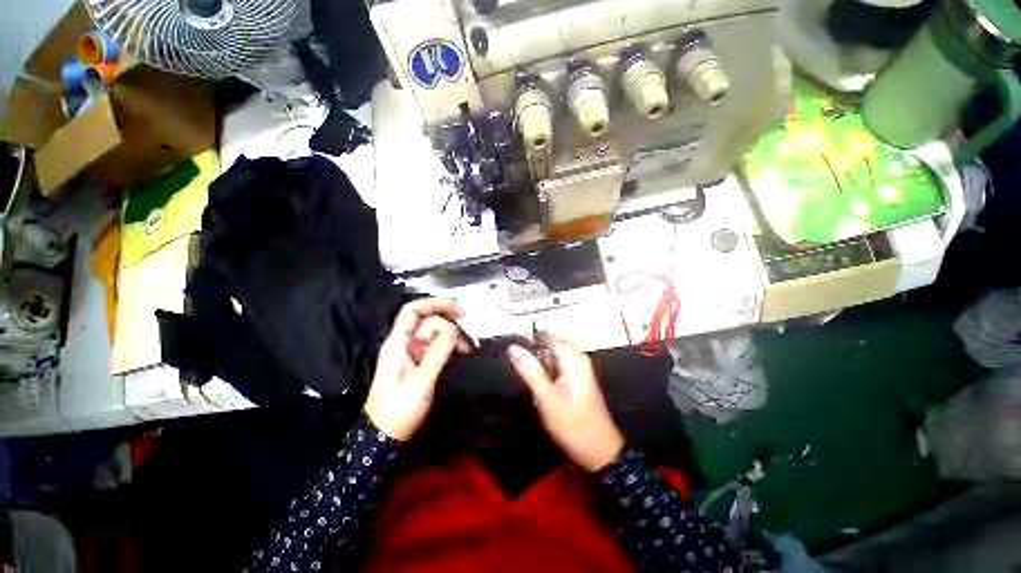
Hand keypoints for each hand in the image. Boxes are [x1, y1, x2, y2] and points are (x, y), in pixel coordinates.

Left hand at [365, 299, 468, 440]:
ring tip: (466, 349)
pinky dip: (449, 346)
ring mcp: (412, 353)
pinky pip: (436, 346)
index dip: (433, 304)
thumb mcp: (420, 383)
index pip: (412, 311)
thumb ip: (436, 354)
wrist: (384, 437)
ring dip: (451, 337)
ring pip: (434, 334)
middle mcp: (405, 344)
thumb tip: (454, 330)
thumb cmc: (398, 411)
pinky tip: (461, 353)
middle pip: (428, 322)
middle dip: (448, 326)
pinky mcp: (419, 363)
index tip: (456, 308)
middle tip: (466, 340)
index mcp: (398, 343)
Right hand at [508, 341, 624, 471]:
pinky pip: (556, 368)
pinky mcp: (577, 380)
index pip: (546, 337)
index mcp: (573, 358)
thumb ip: (530, 370)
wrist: (599, 452)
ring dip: (537, 367)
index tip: (510, 351)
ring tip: (525, 380)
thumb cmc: (573, 424)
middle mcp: (577, 358)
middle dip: (532, 355)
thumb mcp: (547, 397)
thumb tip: (513, 347)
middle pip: (548, 347)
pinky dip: (545, 374)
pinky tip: (538, 388)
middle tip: (516, 369)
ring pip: (551, 358)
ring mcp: (578, 369)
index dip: (527, 341)